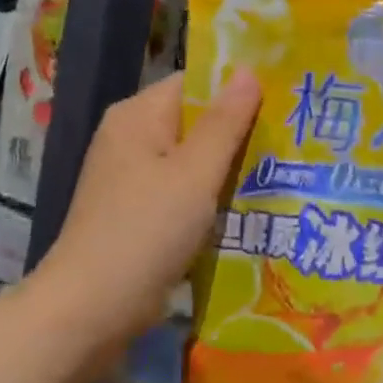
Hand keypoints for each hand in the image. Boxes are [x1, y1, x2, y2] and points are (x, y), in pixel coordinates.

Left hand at [39, 71, 261, 344]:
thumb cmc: (145, 232)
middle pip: (195, 121)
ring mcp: (131, 177)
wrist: (89, 311)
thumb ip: (225, 123)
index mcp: (138, 116)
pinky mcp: (137, 212)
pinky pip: (182, 190)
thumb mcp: (194, 174)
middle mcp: (130, 138)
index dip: (237, 88)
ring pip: (192, 159)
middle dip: (239, 131)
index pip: (195, 83)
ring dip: (228, 167)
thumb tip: (249, 70)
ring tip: (282, 171)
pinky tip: (247, 206)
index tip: (283, 101)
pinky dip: (209, 196)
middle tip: (292, 139)